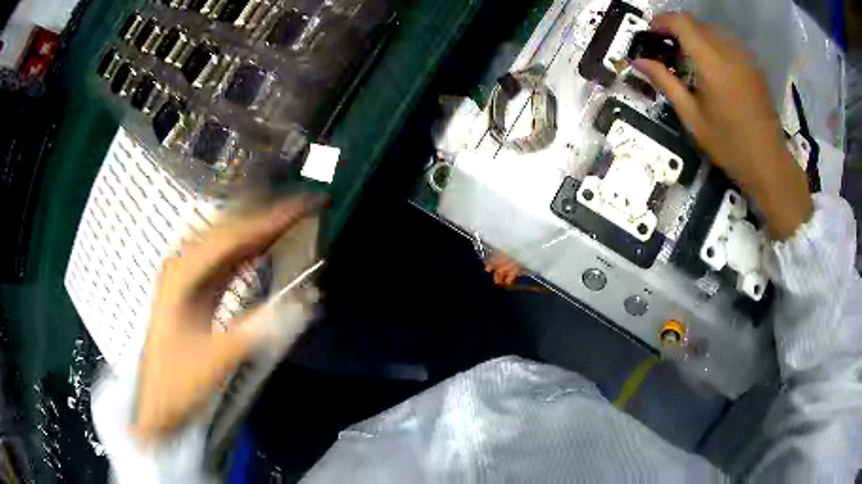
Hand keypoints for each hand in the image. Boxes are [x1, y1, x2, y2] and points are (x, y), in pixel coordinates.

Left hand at [133, 195, 322, 439]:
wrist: (156, 402)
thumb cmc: (177, 382)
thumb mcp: (214, 361)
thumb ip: (254, 331)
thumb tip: (301, 304)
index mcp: (183, 273)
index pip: (233, 235)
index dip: (271, 218)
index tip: (305, 204)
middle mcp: (184, 264)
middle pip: (231, 229)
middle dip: (270, 215)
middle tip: (308, 205)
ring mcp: (189, 276)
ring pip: (230, 242)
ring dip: (262, 230)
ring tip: (296, 219)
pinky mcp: (196, 289)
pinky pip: (227, 261)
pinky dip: (251, 251)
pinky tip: (268, 247)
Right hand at [633, 13, 812, 239]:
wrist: (769, 163)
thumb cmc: (730, 146)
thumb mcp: (693, 118)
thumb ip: (665, 83)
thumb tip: (637, 61)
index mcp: (712, 63)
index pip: (681, 22)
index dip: (661, 21)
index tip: (651, 33)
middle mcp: (729, 51)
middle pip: (696, 23)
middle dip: (677, 29)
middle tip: (667, 49)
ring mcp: (744, 57)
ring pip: (712, 30)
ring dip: (695, 36)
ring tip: (690, 59)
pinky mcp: (753, 65)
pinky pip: (727, 42)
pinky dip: (713, 45)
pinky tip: (713, 68)